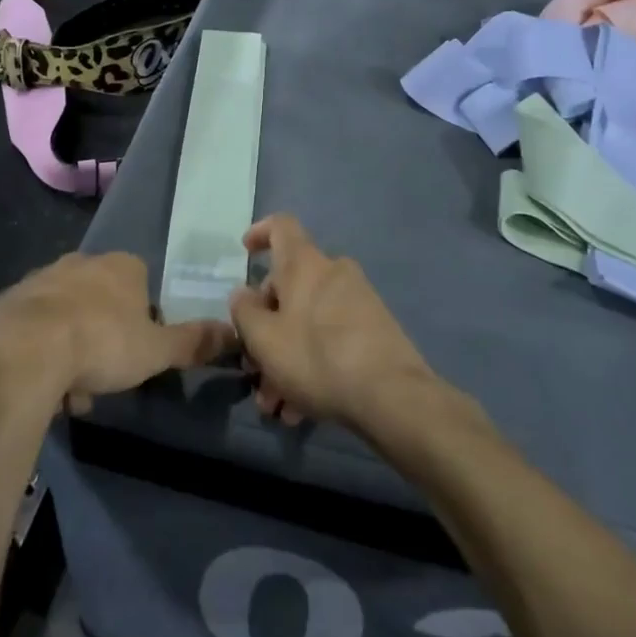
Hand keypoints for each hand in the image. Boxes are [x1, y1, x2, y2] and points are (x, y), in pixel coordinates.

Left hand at [0, 252, 234, 413]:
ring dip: (72, 347)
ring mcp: (43, 278)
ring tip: (71, 391)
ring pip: (67, 314)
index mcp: (122, 266)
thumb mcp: (156, 350)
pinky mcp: (10, 300)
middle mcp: (82, 262)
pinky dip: (41, 350)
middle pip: (102, 299)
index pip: (141, 283)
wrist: (24, 349)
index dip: (143, 318)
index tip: (137, 351)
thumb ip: (192, 342)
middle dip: (104, 336)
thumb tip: (232, 332)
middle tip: (104, 375)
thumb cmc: (102, 343)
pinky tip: (42, 383)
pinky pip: (34, 326)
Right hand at [229, 215, 434, 430]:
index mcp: (304, 264)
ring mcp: (358, 301)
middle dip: (266, 329)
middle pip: (289, 288)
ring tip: (276, 405)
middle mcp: (333, 273)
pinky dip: (312, 366)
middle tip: (253, 368)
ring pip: (307, 322)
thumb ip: (245, 312)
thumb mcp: (265, 339)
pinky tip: (302, 410)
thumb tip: (243, 293)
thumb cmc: (317, 357)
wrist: (392, 395)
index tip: (245, 252)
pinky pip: (331, 339)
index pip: (281, 226)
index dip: (260, 232)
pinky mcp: (374, 330)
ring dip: (286, 358)